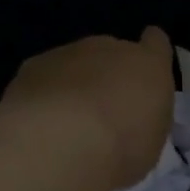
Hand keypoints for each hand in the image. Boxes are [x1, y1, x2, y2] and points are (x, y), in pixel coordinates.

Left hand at [2, 27, 174, 190]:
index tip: (145, 72)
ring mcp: (68, 52)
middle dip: (109, 74)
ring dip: (75, 84)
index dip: (151, 53)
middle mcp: (111, 48)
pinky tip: (40, 122)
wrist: (61, 143)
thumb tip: (132, 118)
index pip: (157, 43)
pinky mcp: (33, 65)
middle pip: (112, 52)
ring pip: (75, 62)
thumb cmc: (122, 147)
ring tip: (68, 123)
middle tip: (105, 112)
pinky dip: (45, 93)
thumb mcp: (152, 140)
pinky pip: (45, 76)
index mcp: (149, 65)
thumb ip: (145, 118)